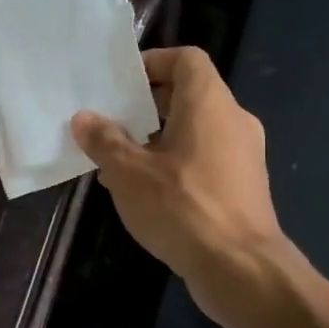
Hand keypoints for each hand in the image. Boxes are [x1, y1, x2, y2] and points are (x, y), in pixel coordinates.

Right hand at [71, 46, 296, 323]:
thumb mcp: (129, 173)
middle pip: (189, 95)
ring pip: (195, 131)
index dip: (153, 62)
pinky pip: (204, 160)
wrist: (240, 268)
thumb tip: (85, 118)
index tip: (121, 84)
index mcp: (209, 103)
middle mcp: (233, 121)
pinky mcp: (243, 187)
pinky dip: (175, 165)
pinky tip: (145, 193)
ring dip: (157, 140)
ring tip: (118, 162)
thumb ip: (105, 141)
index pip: (186, 59)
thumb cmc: (183, 207)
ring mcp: (243, 155)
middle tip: (111, 123)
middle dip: (147, 106)